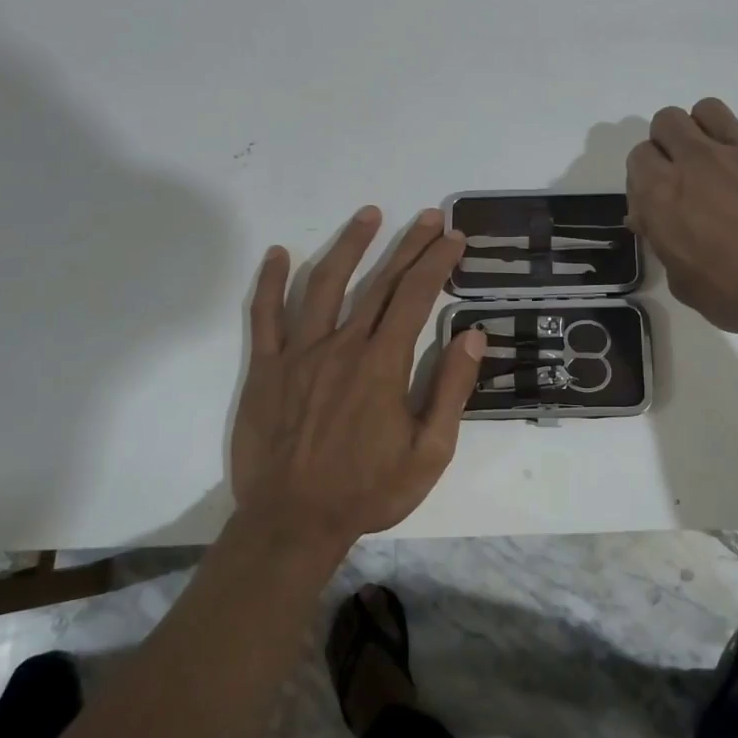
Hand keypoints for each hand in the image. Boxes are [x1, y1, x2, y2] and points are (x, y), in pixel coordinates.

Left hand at [230, 207, 485, 549]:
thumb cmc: (368, 490)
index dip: (437, 262)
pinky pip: (265, 315)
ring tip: (369, 214)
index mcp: (383, 364)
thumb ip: (451, 390)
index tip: (454, 238)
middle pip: (380, 282)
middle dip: (408, 245)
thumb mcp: (429, 452)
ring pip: (323, 283)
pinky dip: (270, 281)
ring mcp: (299, 353)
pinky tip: (278, 253)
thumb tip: (472, 335)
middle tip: (429, 217)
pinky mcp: (266, 368)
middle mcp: (342, 345)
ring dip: (349, 245)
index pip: (416, 296)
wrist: (292, 522)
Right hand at [626, 99, 737, 356]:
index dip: (647, 175)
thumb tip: (654, 222)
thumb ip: (665, 243)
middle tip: (688, 173)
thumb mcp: (684, 283)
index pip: (638, 156)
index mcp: (663, 193)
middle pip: (667, 120)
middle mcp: (698, 160)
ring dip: (709, 129)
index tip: (660, 197)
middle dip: (670, 141)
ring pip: (711, 109)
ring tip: (724, 159)